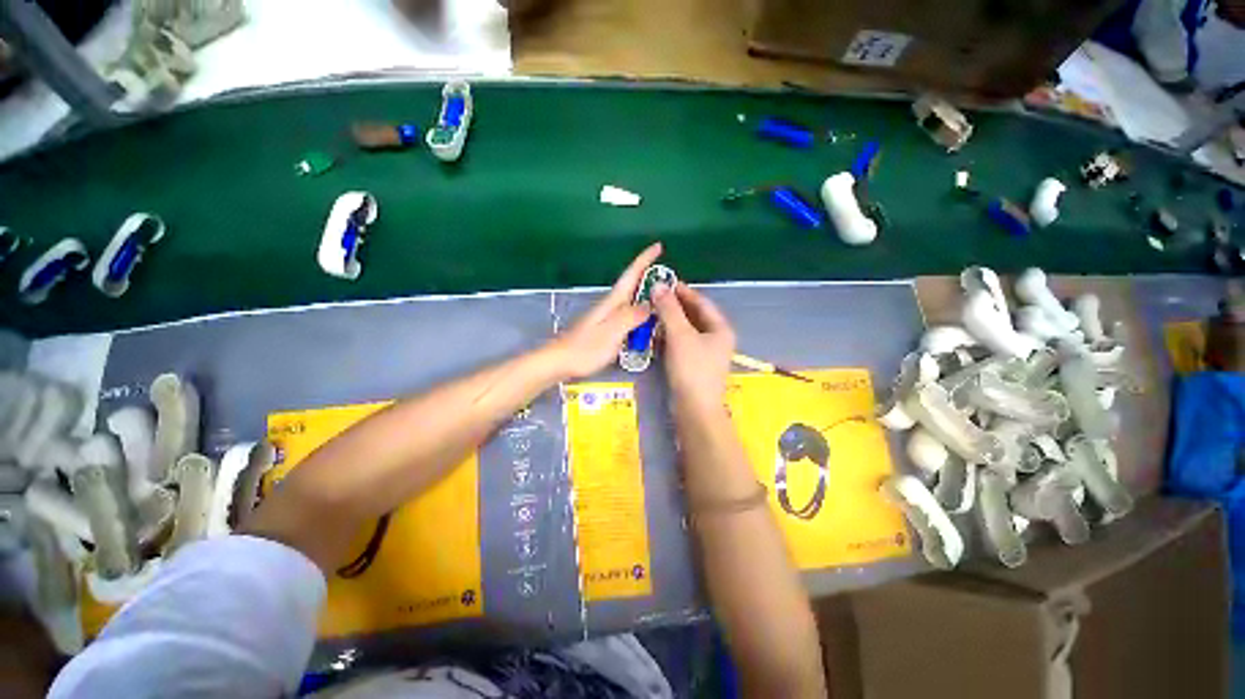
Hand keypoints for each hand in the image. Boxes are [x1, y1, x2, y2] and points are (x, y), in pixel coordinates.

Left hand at [548, 243, 662, 378]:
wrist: (560, 361)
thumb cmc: (585, 348)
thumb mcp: (612, 332)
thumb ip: (631, 316)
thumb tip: (651, 303)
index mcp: (613, 302)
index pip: (631, 274)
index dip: (644, 259)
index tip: (658, 246)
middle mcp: (611, 305)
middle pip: (633, 286)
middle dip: (650, 277)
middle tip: (671, 280)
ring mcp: (607, 317)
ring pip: (632, 301)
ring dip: (647, 297)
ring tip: (665, 301)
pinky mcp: (606, 329)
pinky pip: (629, 316)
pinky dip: (641, 315)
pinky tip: (648, 323)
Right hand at [652, 282, 735, 413]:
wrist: (695, 409)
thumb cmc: (691, 368)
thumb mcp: (680, 335)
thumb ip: (669, 309)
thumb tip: (659, 285)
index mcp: (720, 328)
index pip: (701, 302)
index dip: (683, 291)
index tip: (665, 282)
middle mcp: (717, 339)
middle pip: (695, 316)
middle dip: (675, 306)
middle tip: (654, 297)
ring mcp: (706, 354)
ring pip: (687, 331)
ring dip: (671, 321)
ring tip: (652, 313)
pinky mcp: (695, 366)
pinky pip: (682, 344)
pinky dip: (670, 337)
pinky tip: (656, 334)